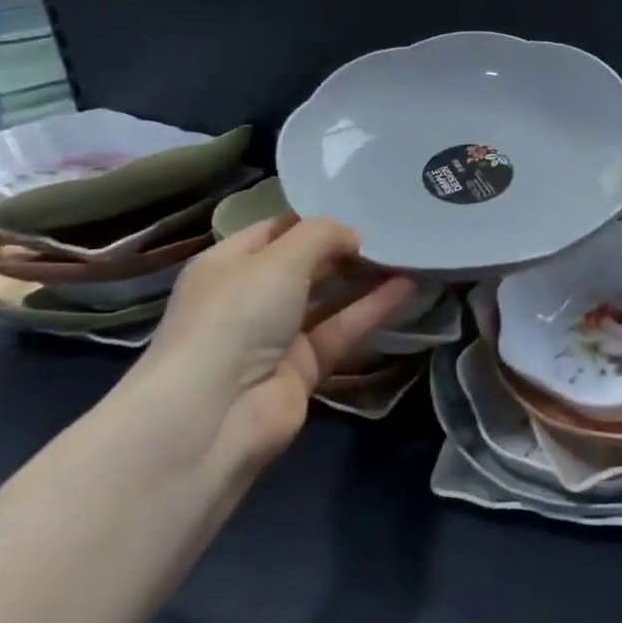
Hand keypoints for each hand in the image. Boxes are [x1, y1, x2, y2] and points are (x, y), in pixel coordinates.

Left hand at [140, 215, 417, 465]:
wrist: (214, 416)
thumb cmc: (236, 316)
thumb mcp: (278, 259)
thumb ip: (321, 235)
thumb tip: (354, 236)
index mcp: (228, 264)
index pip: (277, 230)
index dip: (315, 218)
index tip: (359, 206)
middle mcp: (250, 297)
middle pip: (305, 264)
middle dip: (344, 247)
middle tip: (391, 229)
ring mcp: (277, 336)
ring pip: (329, 299)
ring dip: (365, 278)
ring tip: (407, 254)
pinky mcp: (304, 369)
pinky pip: (342, 331)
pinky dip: (372, 309)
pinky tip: (407, 287)